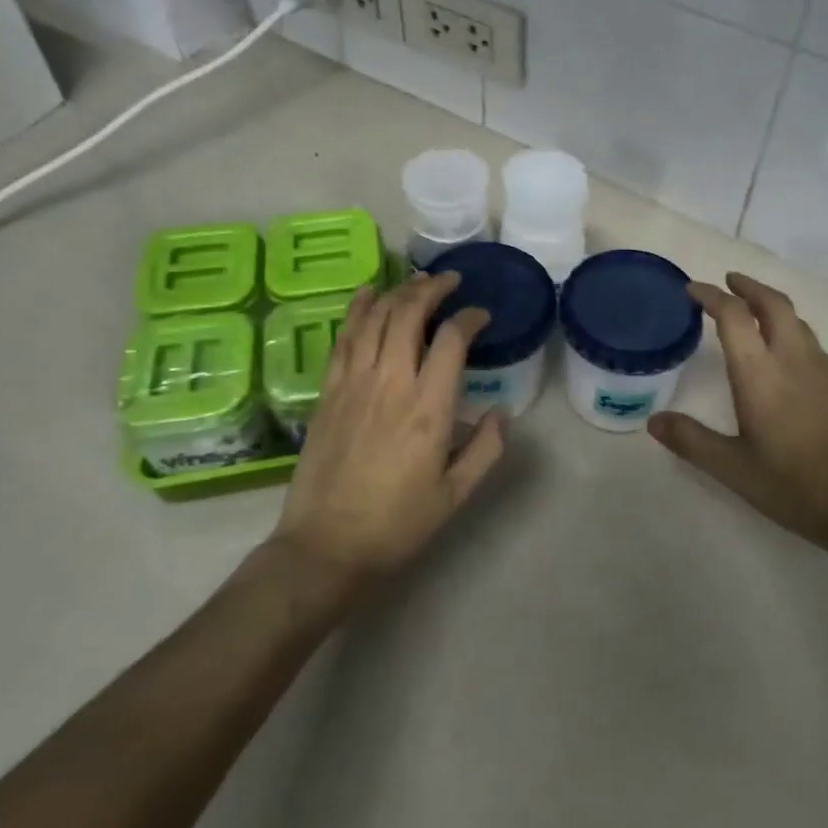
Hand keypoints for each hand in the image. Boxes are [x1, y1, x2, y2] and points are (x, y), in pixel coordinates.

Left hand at [270, 272, 504, 590]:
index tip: (481, 315)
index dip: (470, 317)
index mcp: (428, 408)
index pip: (452, 340)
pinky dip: (357, 309)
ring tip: (417, 281)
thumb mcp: (455, 495)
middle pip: (409, 314)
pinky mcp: (328, 391)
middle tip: (450, 281)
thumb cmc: (397, 524)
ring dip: (398, 292)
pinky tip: (367, 294)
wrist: (326, 546)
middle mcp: (391, 383)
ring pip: (376, 318)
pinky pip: (344, 337)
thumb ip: (486, 449)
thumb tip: (501, 412)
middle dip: (433, 288)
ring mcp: (354, 383)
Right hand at [648, 272, 827, 555]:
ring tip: (752, 311)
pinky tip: (784, 352)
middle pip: (773, 304)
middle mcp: (793, 359)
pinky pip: (810, 340)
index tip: (692, 290)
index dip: (711, 296)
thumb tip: (654, 421)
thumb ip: (692, 441)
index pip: (734, 316)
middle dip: (748, 286)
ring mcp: (823, 369)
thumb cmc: (795, 485)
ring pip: (796, 320)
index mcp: (761, 374)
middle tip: (728, 281)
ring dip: (771, 305)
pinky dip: (789, 328)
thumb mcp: (733, 469)